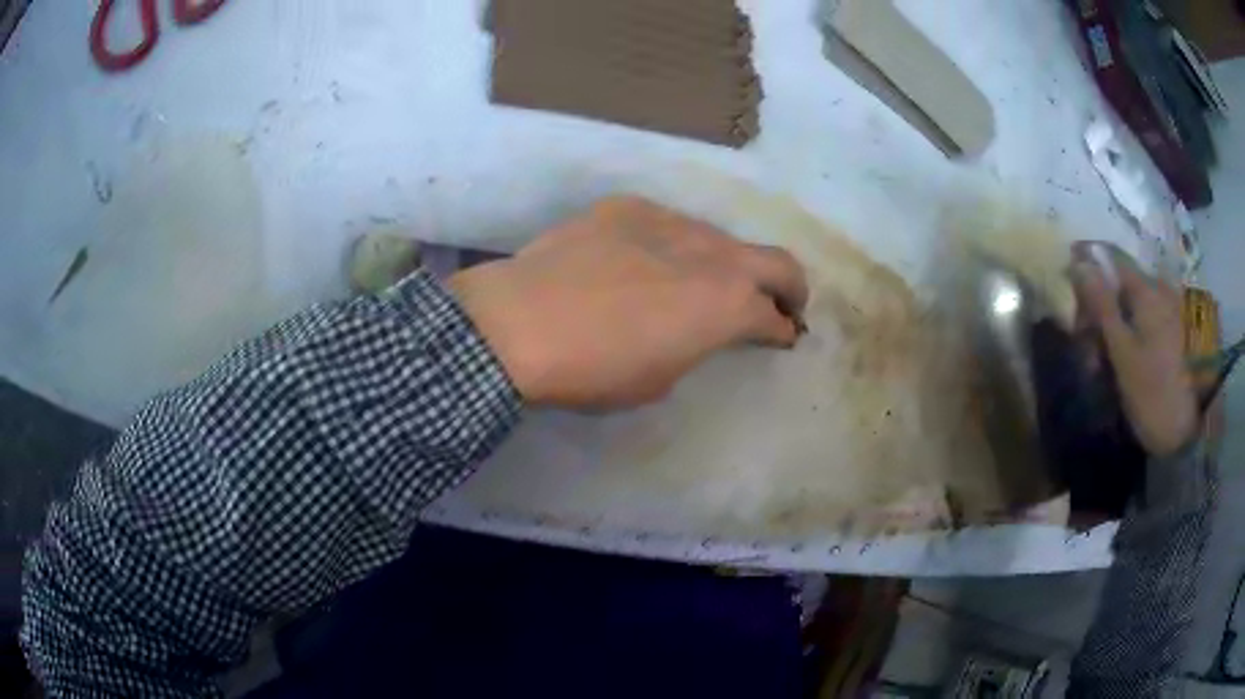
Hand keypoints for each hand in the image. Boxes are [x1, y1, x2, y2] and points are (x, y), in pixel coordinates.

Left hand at [448, 196, 807, 408]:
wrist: (519, 323)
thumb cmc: (593, 370)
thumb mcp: (660, 379)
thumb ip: (697, 345)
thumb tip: (699, 329)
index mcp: (726, 305)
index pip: (775, 314)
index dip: (782, 329)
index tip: (779, 336)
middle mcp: (711, 254)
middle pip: (774, 260)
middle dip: (787, 286)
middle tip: (776, 304)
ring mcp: (669, 221)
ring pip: (718, 237)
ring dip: (723, 263)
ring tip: (696, 283)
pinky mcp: (628, 207)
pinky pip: (666, 224)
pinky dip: (672, 245)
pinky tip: (640, 262)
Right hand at [1071, 243, 1197, 456]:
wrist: (1187, 434)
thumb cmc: (1152, 392)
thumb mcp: (1122, 352)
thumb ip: (1101, 305)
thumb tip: (1078, 261)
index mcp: (1146, 289)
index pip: (1110, 257)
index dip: (1086, 264)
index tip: (1067, 284)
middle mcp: (1159, 290)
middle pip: (1120, 283)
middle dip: (1098, 306)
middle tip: (1082, 340)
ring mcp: (1169, 311)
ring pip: (1131, 305)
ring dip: (1111, 326)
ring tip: (1099, 363)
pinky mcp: (1174, 333)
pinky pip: (1144, 321)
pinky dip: (1128, 336)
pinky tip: (1121, 362)